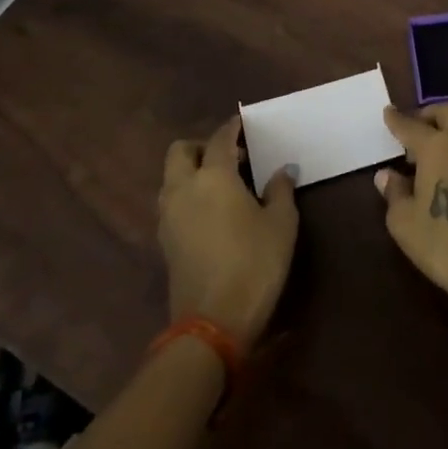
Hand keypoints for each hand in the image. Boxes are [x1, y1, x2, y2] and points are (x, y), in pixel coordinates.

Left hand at [157, 116, 297, 348]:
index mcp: (213, 176)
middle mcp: (183, 188)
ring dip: (191, 172)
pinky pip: (172, 203)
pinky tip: (212, 212)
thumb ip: (280, 191)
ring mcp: (168, 216)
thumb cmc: (254, 264)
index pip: (220, 139)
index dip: (233, 129)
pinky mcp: (165, 241)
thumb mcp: (281, 225)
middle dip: (202, 146)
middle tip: (230, 157)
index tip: (244, 125)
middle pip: (181, 151)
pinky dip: (187, 196)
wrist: (213, 323)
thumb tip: (282, 171)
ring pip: (172, 178)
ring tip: (222, 185)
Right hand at [375, 103, 447, 314]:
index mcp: (437, 146)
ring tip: (430, 154)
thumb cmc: (445, 243)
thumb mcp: (405, 223)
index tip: (388, 112)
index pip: (411, 125)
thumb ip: (394, 193)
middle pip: (446, 113)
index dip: (396, 120)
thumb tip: (387, 175)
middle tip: (411, 133)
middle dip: (427, 116)